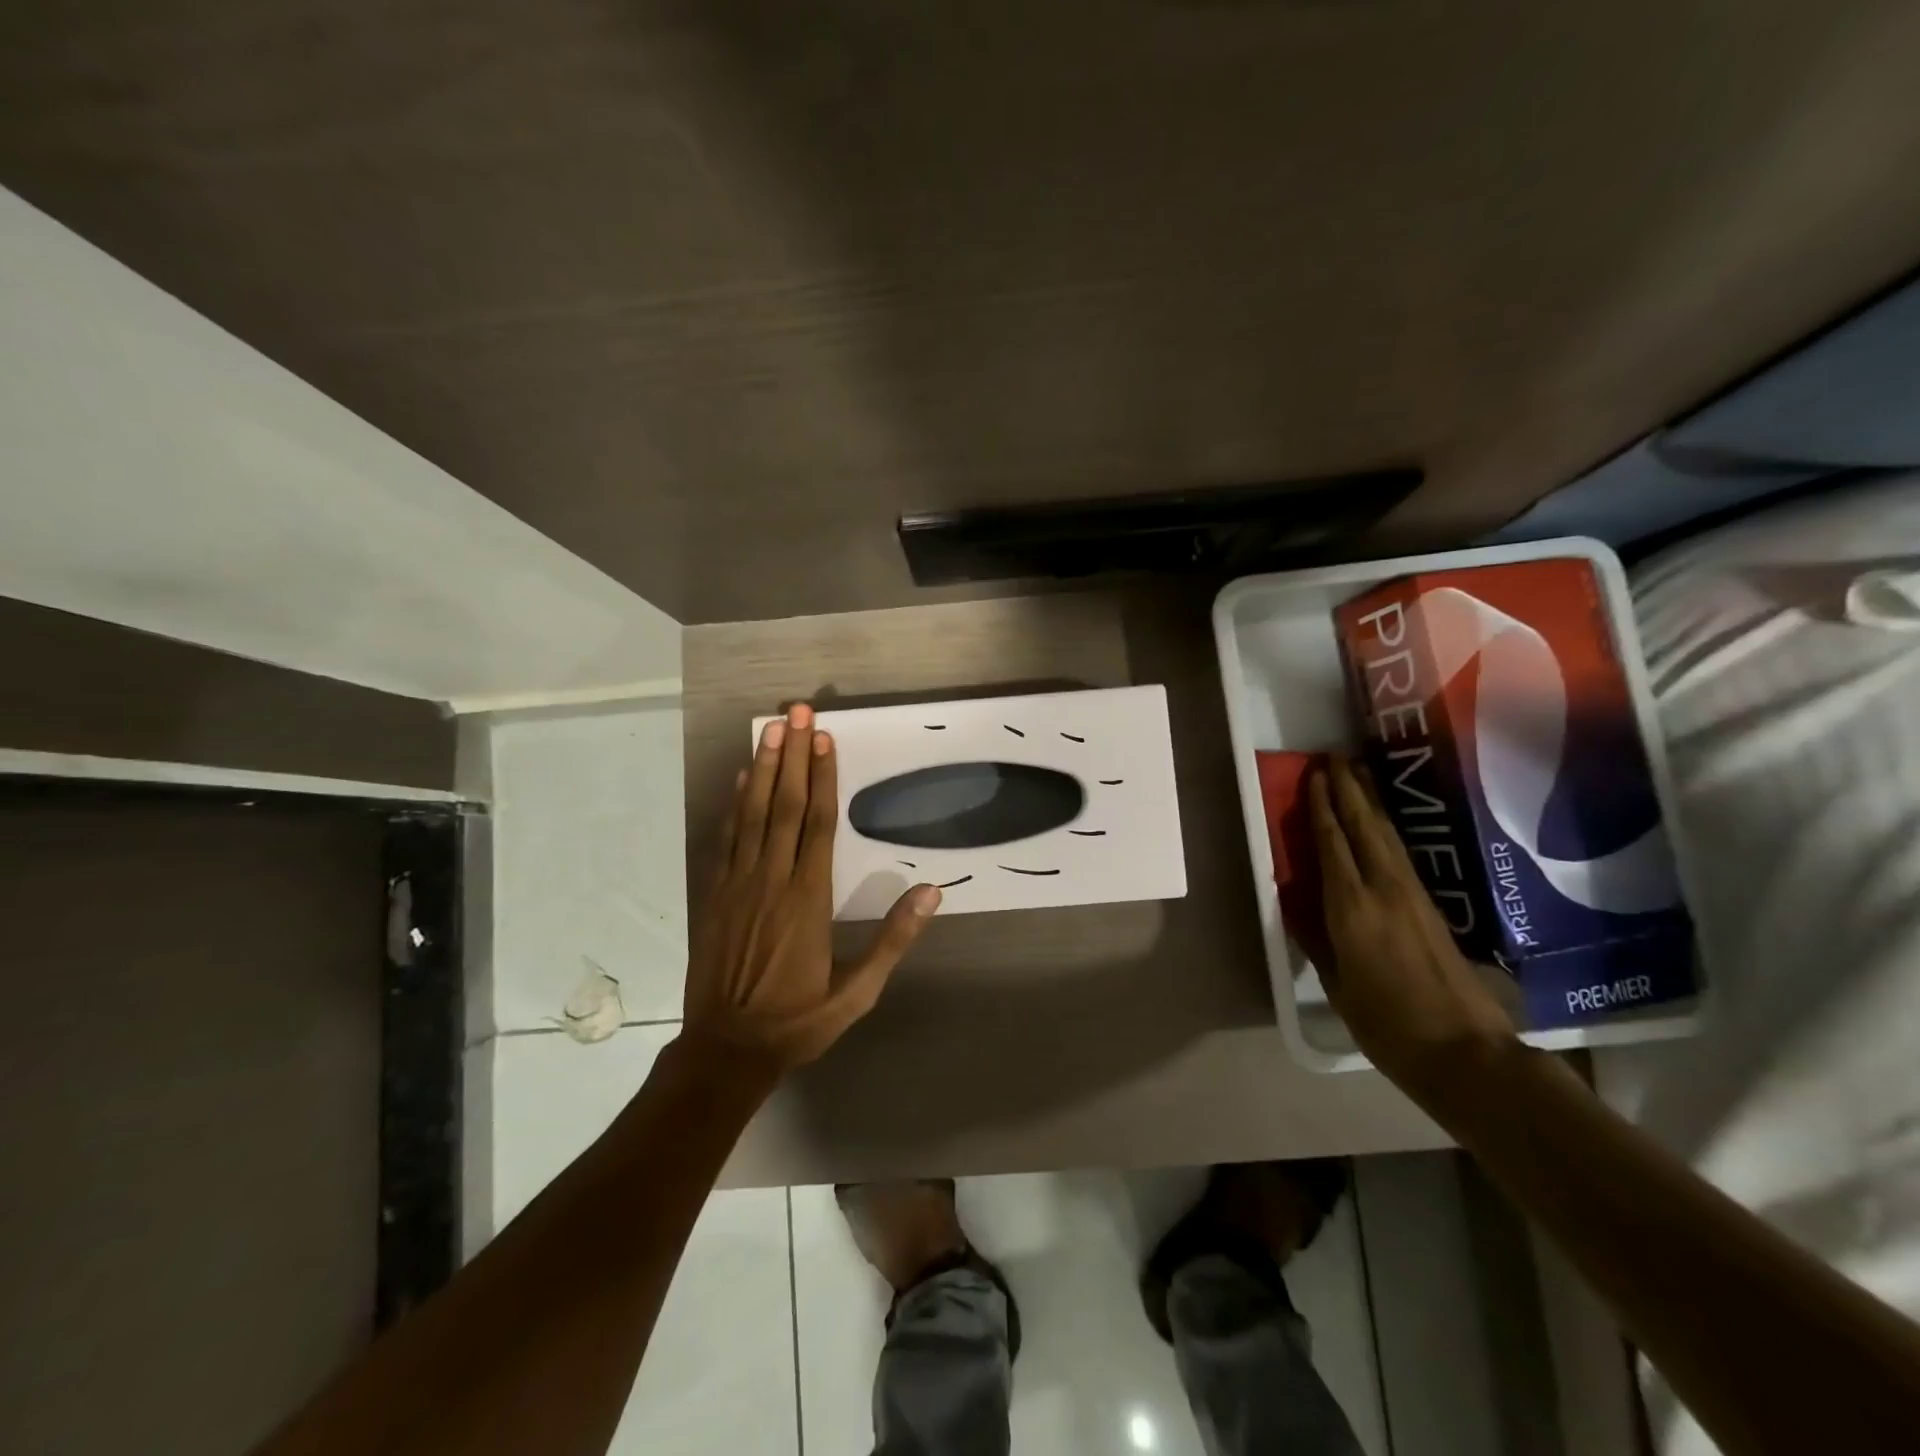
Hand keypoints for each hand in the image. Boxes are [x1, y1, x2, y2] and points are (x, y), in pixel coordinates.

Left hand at [682, 703, 941, 1078]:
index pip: (817, 825)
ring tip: (770, 730)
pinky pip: (726, 839)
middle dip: (792, 756)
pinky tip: (741, 779)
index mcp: (808, 900)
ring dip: (762, 769)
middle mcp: (772, 881)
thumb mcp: (858, 993)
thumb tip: (932, 892)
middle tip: (796, 712)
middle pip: (782, 807)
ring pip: (751, 815)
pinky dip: (734, 805)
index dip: (822, 778)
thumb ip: (893, 940)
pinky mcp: (715, 895)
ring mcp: (738, 885)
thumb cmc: (798, 1020)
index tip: (824, 738)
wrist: (726, 1050)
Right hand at [1308, 756, 1515, 1087]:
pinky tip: (1381, 823)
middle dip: (1349, 790)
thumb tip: (1300, 907)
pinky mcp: (1431, 908)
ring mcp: (1413, 896)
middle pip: (1365, 827)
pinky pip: (1400, 854)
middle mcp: (1384, 890)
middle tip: (1335, 757)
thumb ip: (1317, 940)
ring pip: (1387, 836)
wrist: (1466, 1053)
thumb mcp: (1338, 985)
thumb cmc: (1388, 1025)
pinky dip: (1385, 829)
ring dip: (1371, 802)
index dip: (1321, 808)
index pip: (1333, 844)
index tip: (1313, 776)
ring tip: (1358, 774)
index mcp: (1352, 908)